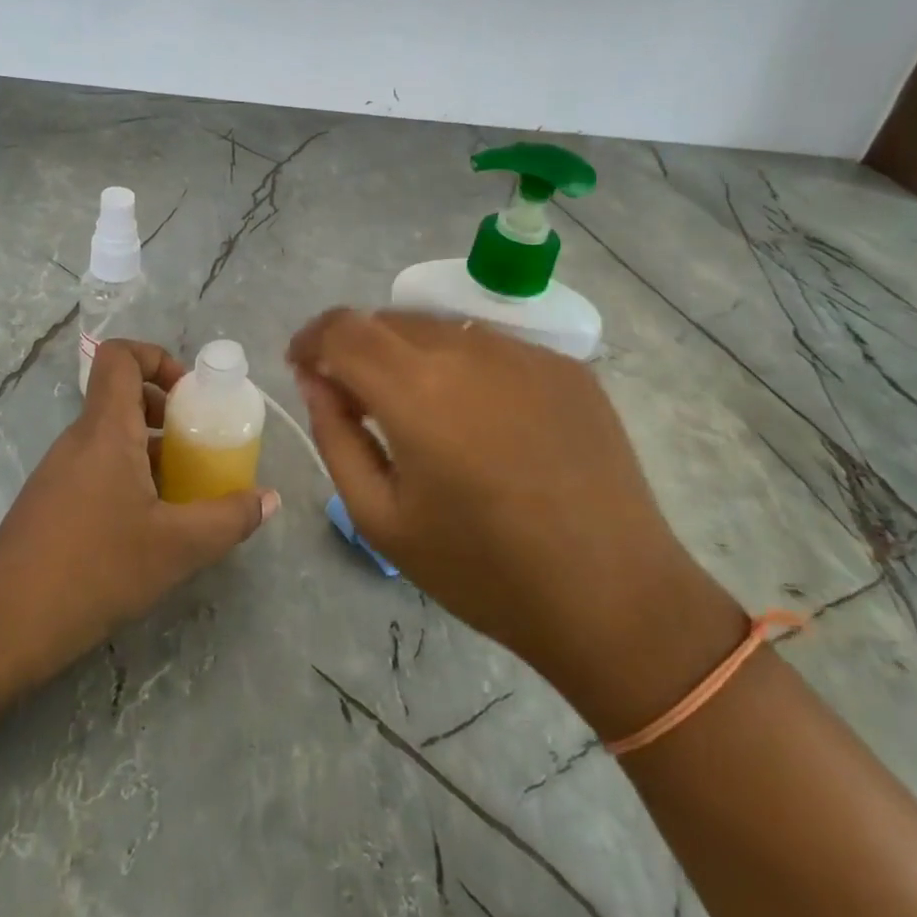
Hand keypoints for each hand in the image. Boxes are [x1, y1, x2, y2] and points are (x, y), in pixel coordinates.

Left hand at [0, 339, 278, 676]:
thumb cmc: (95, 570)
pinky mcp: (49, 502)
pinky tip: (147, 526)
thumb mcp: (178, 547)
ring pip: (110, 436)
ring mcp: (59, 471)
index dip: (157, 357)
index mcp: (105, 430)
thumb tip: (268, 499)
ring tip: (182, 492)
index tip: (189, 395)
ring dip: (151, 450)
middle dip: (166, 411)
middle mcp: (78, 439)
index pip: (119, 356)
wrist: (3, 627)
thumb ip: (229, 519)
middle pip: (121, 396)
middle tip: (198, 446)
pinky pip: (96, 467)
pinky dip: (128, 477)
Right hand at [288, 309, 740, 730]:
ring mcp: (524, 352)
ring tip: (420, 413)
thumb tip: (317, 380)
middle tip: (356, 401)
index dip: (312, 339)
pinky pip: (490, 346)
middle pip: (388, 320)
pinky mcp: (565, 365)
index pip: (342, 328)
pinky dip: (463, 366)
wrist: (614, 596)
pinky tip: (481, 420)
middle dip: (356, 349)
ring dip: (409, 355)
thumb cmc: (482, 570)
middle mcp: (469, 350)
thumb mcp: (381, 517)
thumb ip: (336, 436)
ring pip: (440, 328)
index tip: (303, 367)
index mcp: (416, 389)